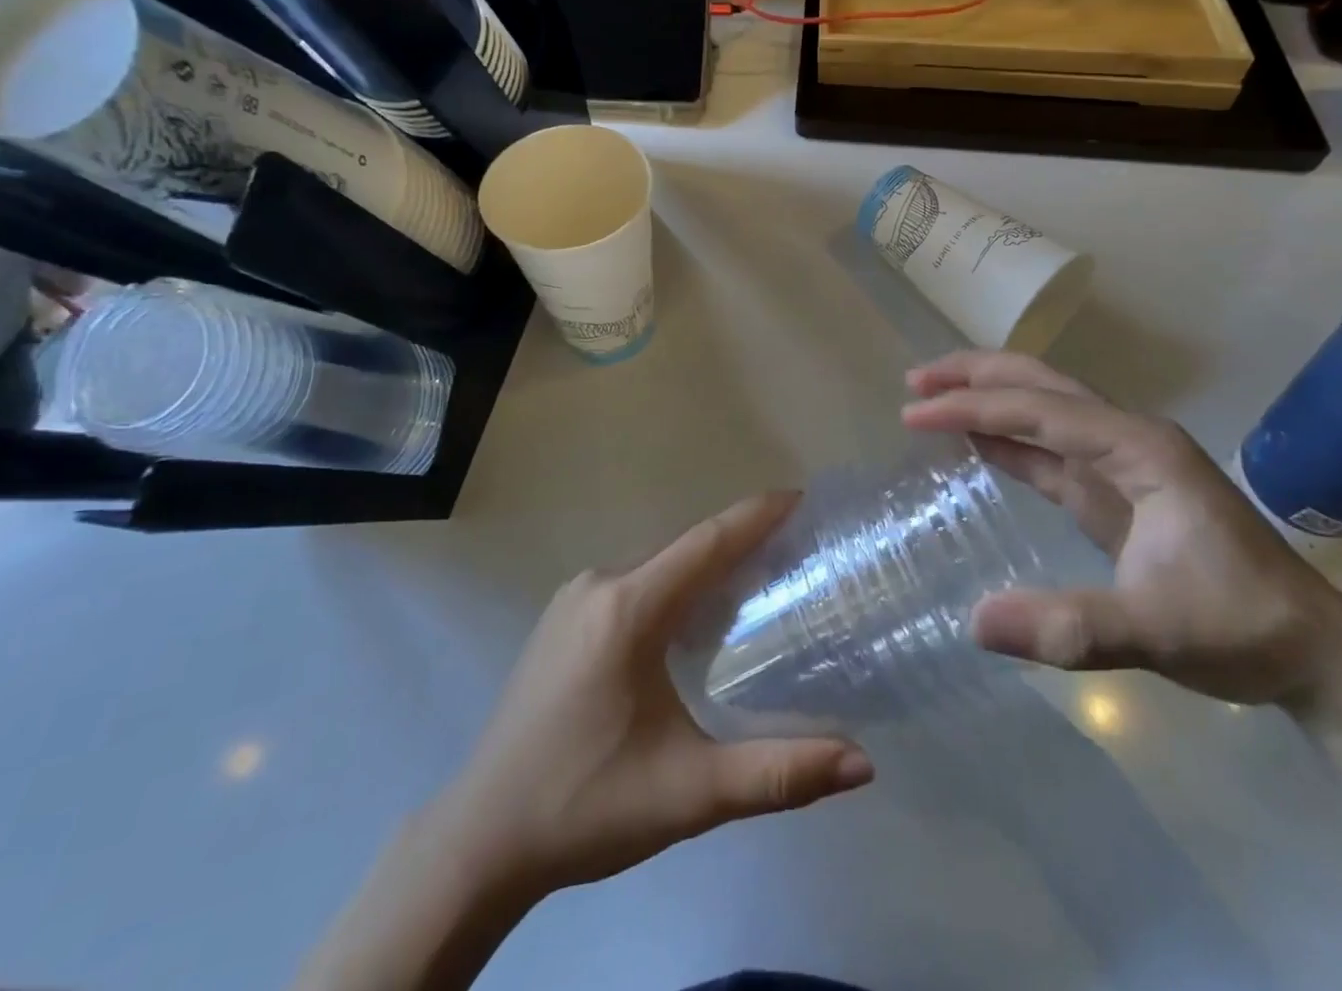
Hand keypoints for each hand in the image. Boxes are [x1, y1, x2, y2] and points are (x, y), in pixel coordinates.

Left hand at [431, 492, 873, 901]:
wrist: (480, 840)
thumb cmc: (585, 805)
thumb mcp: (689, 793)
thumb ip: (778, 775)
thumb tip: (862, 763)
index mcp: (627, 609)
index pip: (705, 543)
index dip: (755, 516)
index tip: (800, 500)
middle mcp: (598, 585)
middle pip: (683, 550)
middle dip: (738, 544)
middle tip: (794, 552)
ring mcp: (572, 600)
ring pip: (656, 567)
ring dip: (704, 568)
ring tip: (756, 583)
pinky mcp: (560, 621)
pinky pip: (632, 584)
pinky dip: (672, 587)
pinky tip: (692, 621)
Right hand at [902, 351, 1341, 707]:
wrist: (1316, 655)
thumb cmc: (1243, 628)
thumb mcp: (1158, 631)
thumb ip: (1072, 626)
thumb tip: (976, 623)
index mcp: (1140, 449)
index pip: (1040, 410)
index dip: (972, 407)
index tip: (914, 412)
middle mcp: (1129, 439)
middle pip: (1042, 385)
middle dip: (976, 376)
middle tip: (915, 381)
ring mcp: (1123, 463)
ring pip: (1044, 409)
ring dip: (988, 398)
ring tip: (932, 396)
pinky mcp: (1116, 491)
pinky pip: (1050, 449)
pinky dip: (1008, 438)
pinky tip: (977, 441)